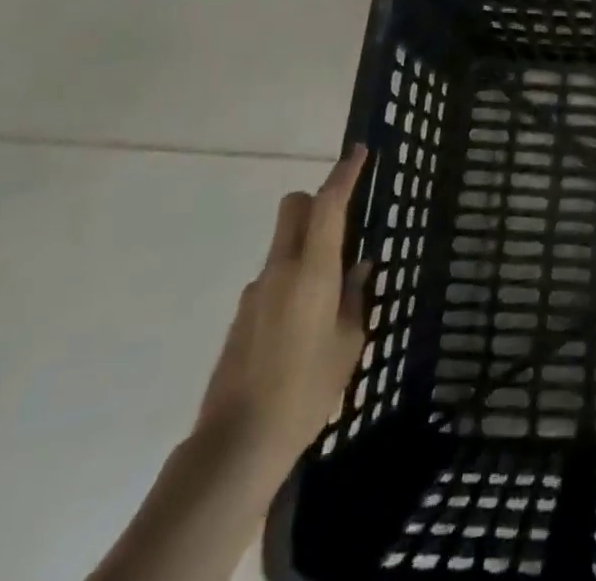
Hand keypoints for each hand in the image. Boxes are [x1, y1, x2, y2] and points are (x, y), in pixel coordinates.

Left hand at [195, 146, 371, 478]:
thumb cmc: (306, 390)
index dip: (344, 173)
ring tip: (329, 302)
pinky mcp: (242, 316)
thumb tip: (358, 267)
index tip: (358, 151)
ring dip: (305, 251)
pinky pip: (273, 280)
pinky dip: (291, 285)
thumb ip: (355, 297)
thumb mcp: (349, 344)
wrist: (236, 444)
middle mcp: (279, 270)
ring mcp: (255, 292)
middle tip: (341, 227)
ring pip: (283, 245)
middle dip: (316, 202)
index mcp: (311, 271)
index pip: (328, 204)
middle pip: (293, 208)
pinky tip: (302, 331)